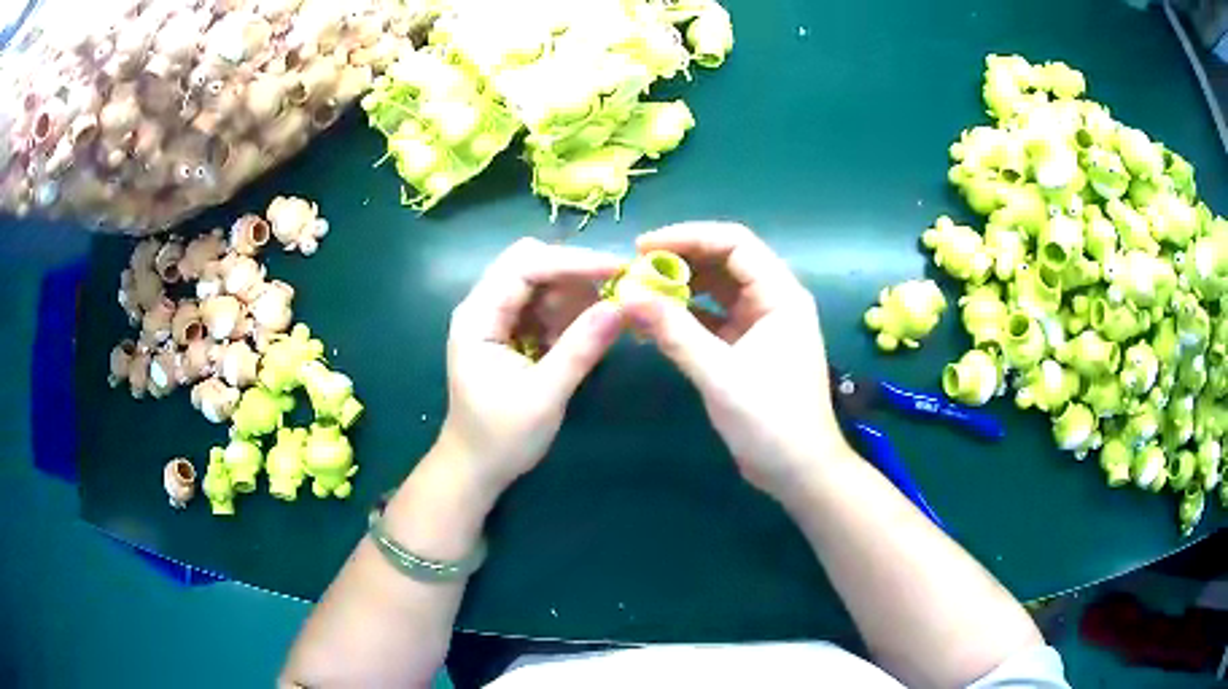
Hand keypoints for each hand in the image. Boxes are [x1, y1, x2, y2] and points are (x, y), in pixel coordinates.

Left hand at [435, 238, 623, 499]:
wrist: (477, 469)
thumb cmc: (502, 438)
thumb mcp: (544, 396)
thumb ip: (580, 348)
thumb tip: (622, 306)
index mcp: (478, 317)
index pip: (524, 266)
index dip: (572, 261)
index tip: (618, 269)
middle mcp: (484, 307)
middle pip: (530, 263)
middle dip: (575, 270)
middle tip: (619, 285)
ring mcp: (497, 319)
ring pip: (541, 282)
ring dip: (577, 289)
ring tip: (613, 307)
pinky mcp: (512, 333)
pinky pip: (545, 305)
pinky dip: (571, 309)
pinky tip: (593, 325)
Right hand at [620, 223, 849, 501]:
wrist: (798, 471)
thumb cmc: (770, 421)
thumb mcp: (719, 373)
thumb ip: (673, 330)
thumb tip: (626, 293)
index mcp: (780, 295)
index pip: (734, 243)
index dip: (688, 237)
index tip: (642, 247)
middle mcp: (772, 301)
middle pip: (723, 262)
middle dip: (679, 262)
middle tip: (634, 272)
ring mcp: (760, 324)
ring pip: (715, 290)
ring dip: (679, 289)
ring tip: (637, 295)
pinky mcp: (746, 347)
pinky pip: (711, 319)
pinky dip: (684, 317)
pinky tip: (652, 324)